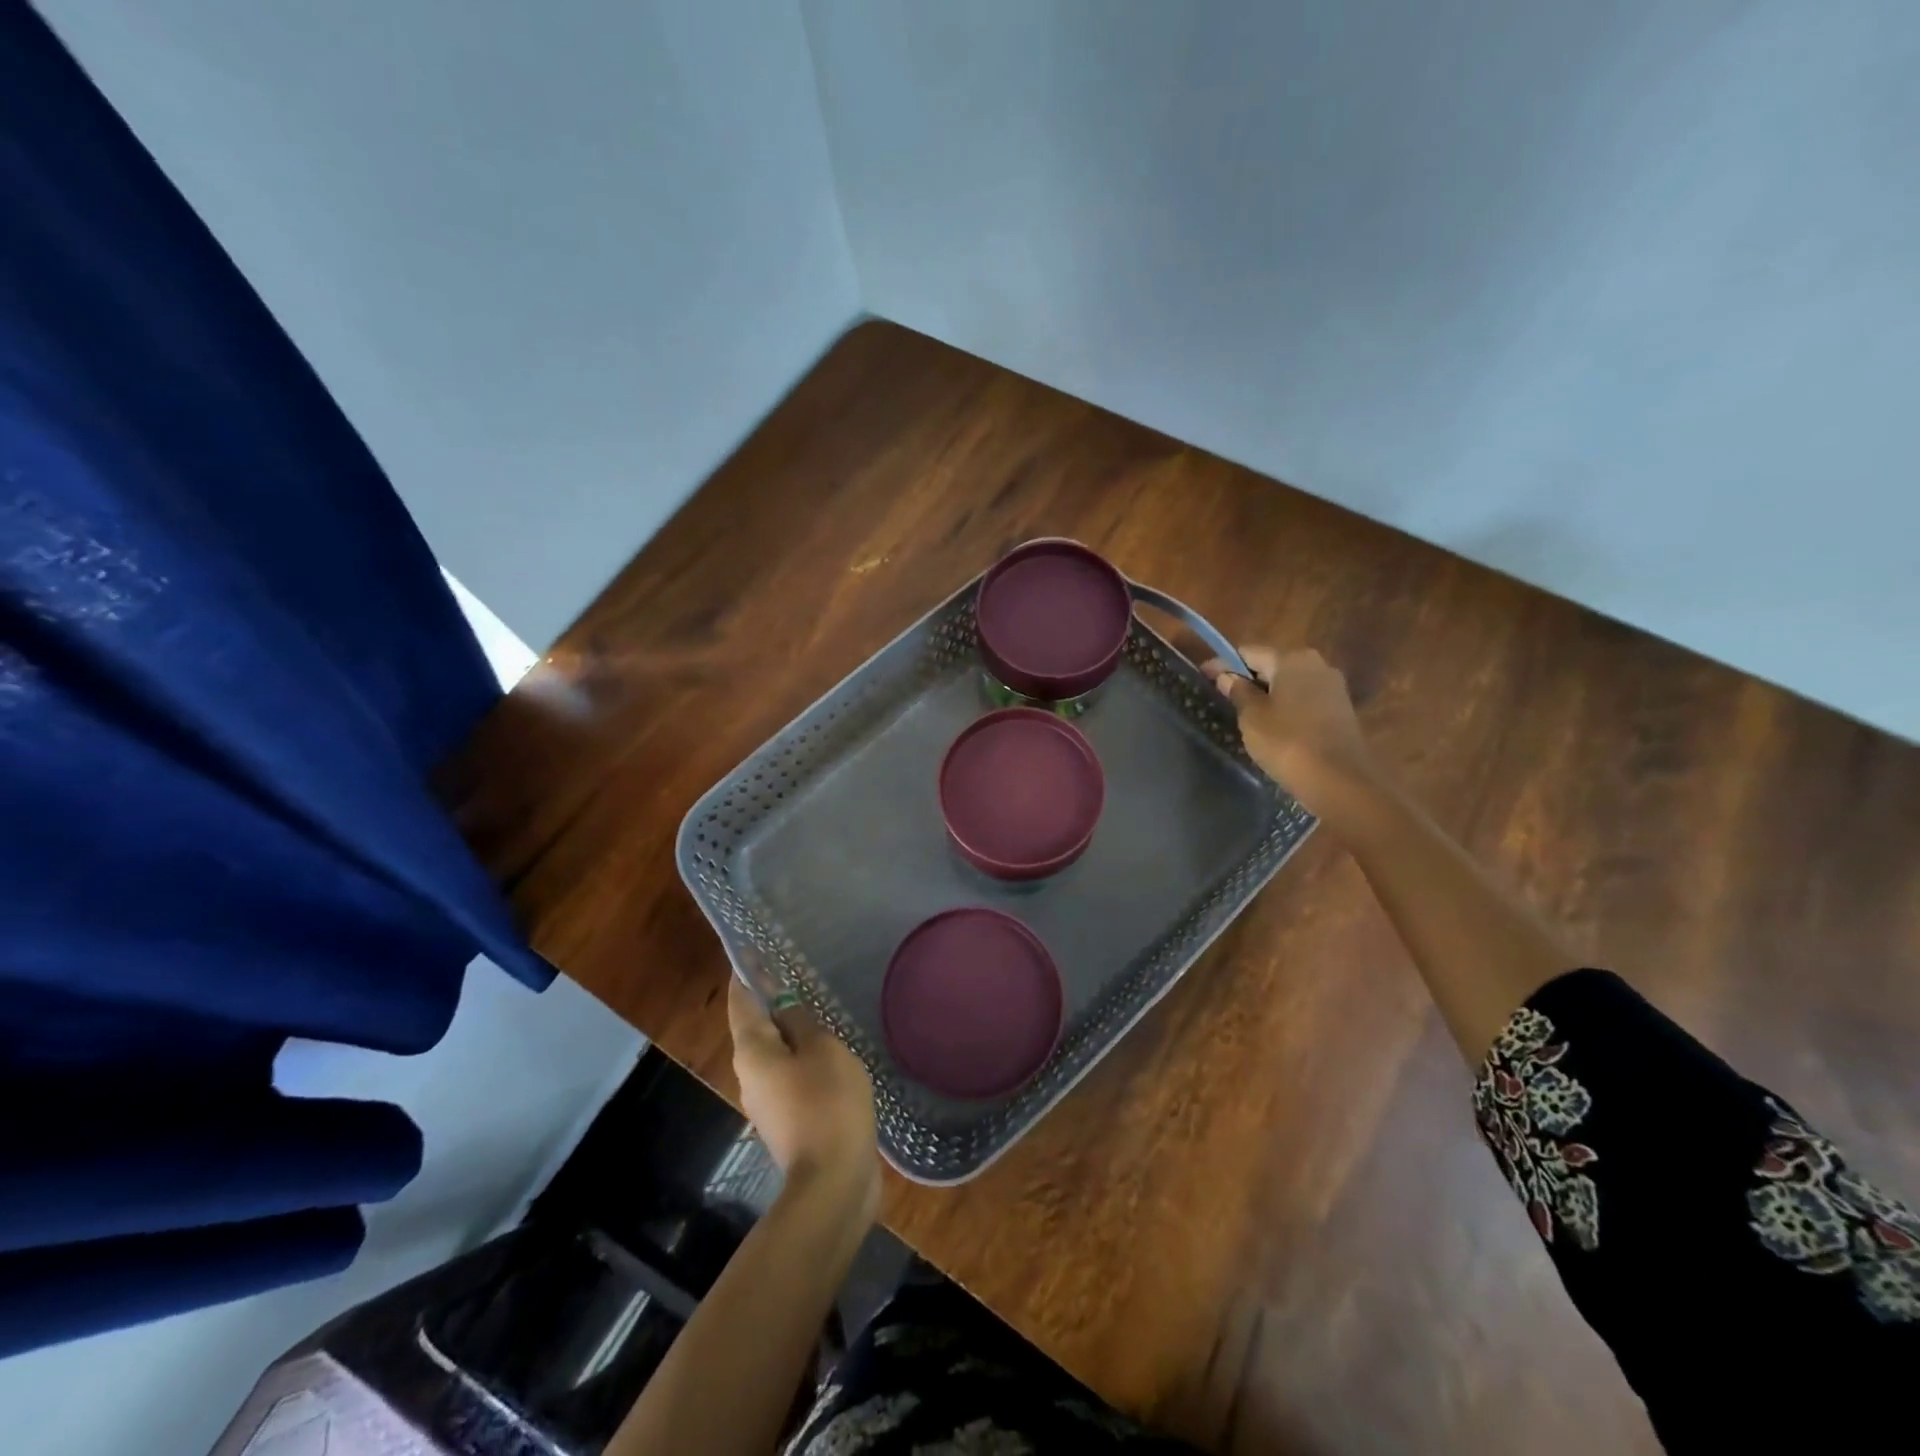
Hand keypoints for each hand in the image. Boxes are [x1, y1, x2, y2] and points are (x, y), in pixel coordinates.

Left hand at [727, 979, 878, 1217]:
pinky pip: (790, 1076)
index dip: (748, 972)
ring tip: (819, 1010)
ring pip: (775, 1054)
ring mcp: (766, 1102)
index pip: (742, 999)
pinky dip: (803, 1058)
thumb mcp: (821, 1049)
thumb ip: (800, 1020)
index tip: (755, 948)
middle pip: (756, 1026)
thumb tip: (782, 1001)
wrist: (833, 1183)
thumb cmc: (827, 1103)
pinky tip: (829, 1053)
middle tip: (798, 974)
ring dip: (791, 1032)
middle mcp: (749, 1074)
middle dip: (772, 1000)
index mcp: (752, 1051)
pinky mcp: (787, 1121)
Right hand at [1209, 646, 1375, 815]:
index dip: (1223, 664)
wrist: (1340, 781)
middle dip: (1247, 678)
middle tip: (1224, 698)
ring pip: (1289, 684)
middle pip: (1272, 665)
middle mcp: (1317, 664)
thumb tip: (1227, 677)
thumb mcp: (1252, 717)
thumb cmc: (1287, 742)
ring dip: (1267, 694)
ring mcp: (1333, 687)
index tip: (1203, 675)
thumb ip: (1238, 692)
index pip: (1249, 652)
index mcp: (1292, 659)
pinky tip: (1273, 727)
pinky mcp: (1341, 710)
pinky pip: (1304, 700)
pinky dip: (1286, 707)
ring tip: (1246, 715)